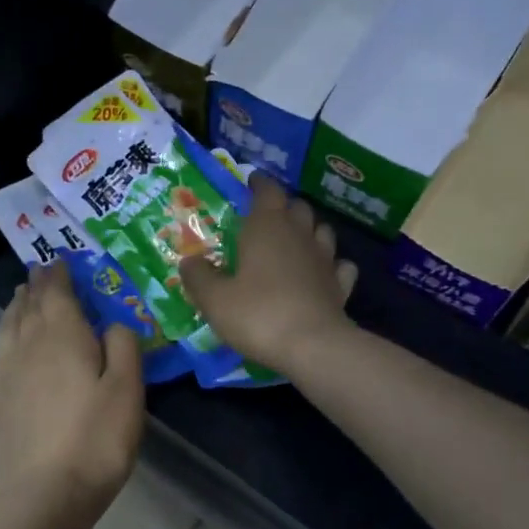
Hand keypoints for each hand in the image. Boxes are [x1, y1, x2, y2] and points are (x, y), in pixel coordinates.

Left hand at [0, 260, 144, 514]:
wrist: (45, 493)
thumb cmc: (96, 437)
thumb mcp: (127, 388)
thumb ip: (123, 346)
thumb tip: (113, 322)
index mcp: (62, 335)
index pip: (56, 292)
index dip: (59, 274)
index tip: (60, 260)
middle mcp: (29, 345)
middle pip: (29, 305)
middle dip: (36, 285)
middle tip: (41, 271)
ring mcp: (8, 372)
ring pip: (9, 325)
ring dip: (17, 306)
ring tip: (22, 296)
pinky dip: (6, 334)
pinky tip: (10, 342)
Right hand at [178, 175, 358, 375]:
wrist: (313, 346)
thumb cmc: (258, 314)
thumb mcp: (214, 300)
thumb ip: (198, 277)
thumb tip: (188, 261)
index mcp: (267, 227)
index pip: (267, 191)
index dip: (259, 184)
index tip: (251, 182)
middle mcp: (299, 235)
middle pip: (297, 207)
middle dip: (283, 207)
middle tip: (267, 217)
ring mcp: (325, 259)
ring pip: (322, 231)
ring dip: (310, 231)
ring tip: (295, 242)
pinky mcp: (340, 285)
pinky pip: (340, 265)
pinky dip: (332, 265)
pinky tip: (323, 273)